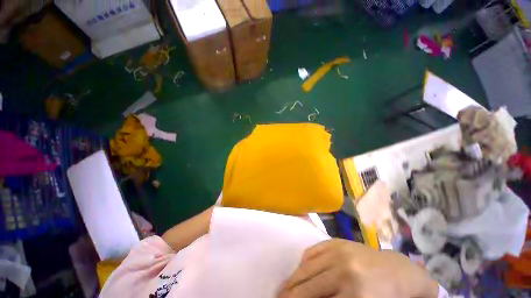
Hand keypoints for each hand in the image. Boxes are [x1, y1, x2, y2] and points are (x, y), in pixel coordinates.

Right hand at [279, 239, 438, 297]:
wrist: (398, 271)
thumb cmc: (384, 297)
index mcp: (355, 294)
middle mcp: (343, 269)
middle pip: (306, 286)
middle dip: (289, 295)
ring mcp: (338, 251)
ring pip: (305, 267)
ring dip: (292, 280)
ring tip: (284, 289)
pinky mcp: (335, 241)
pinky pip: (311, 252)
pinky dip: (302, 264)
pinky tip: (299, 272)